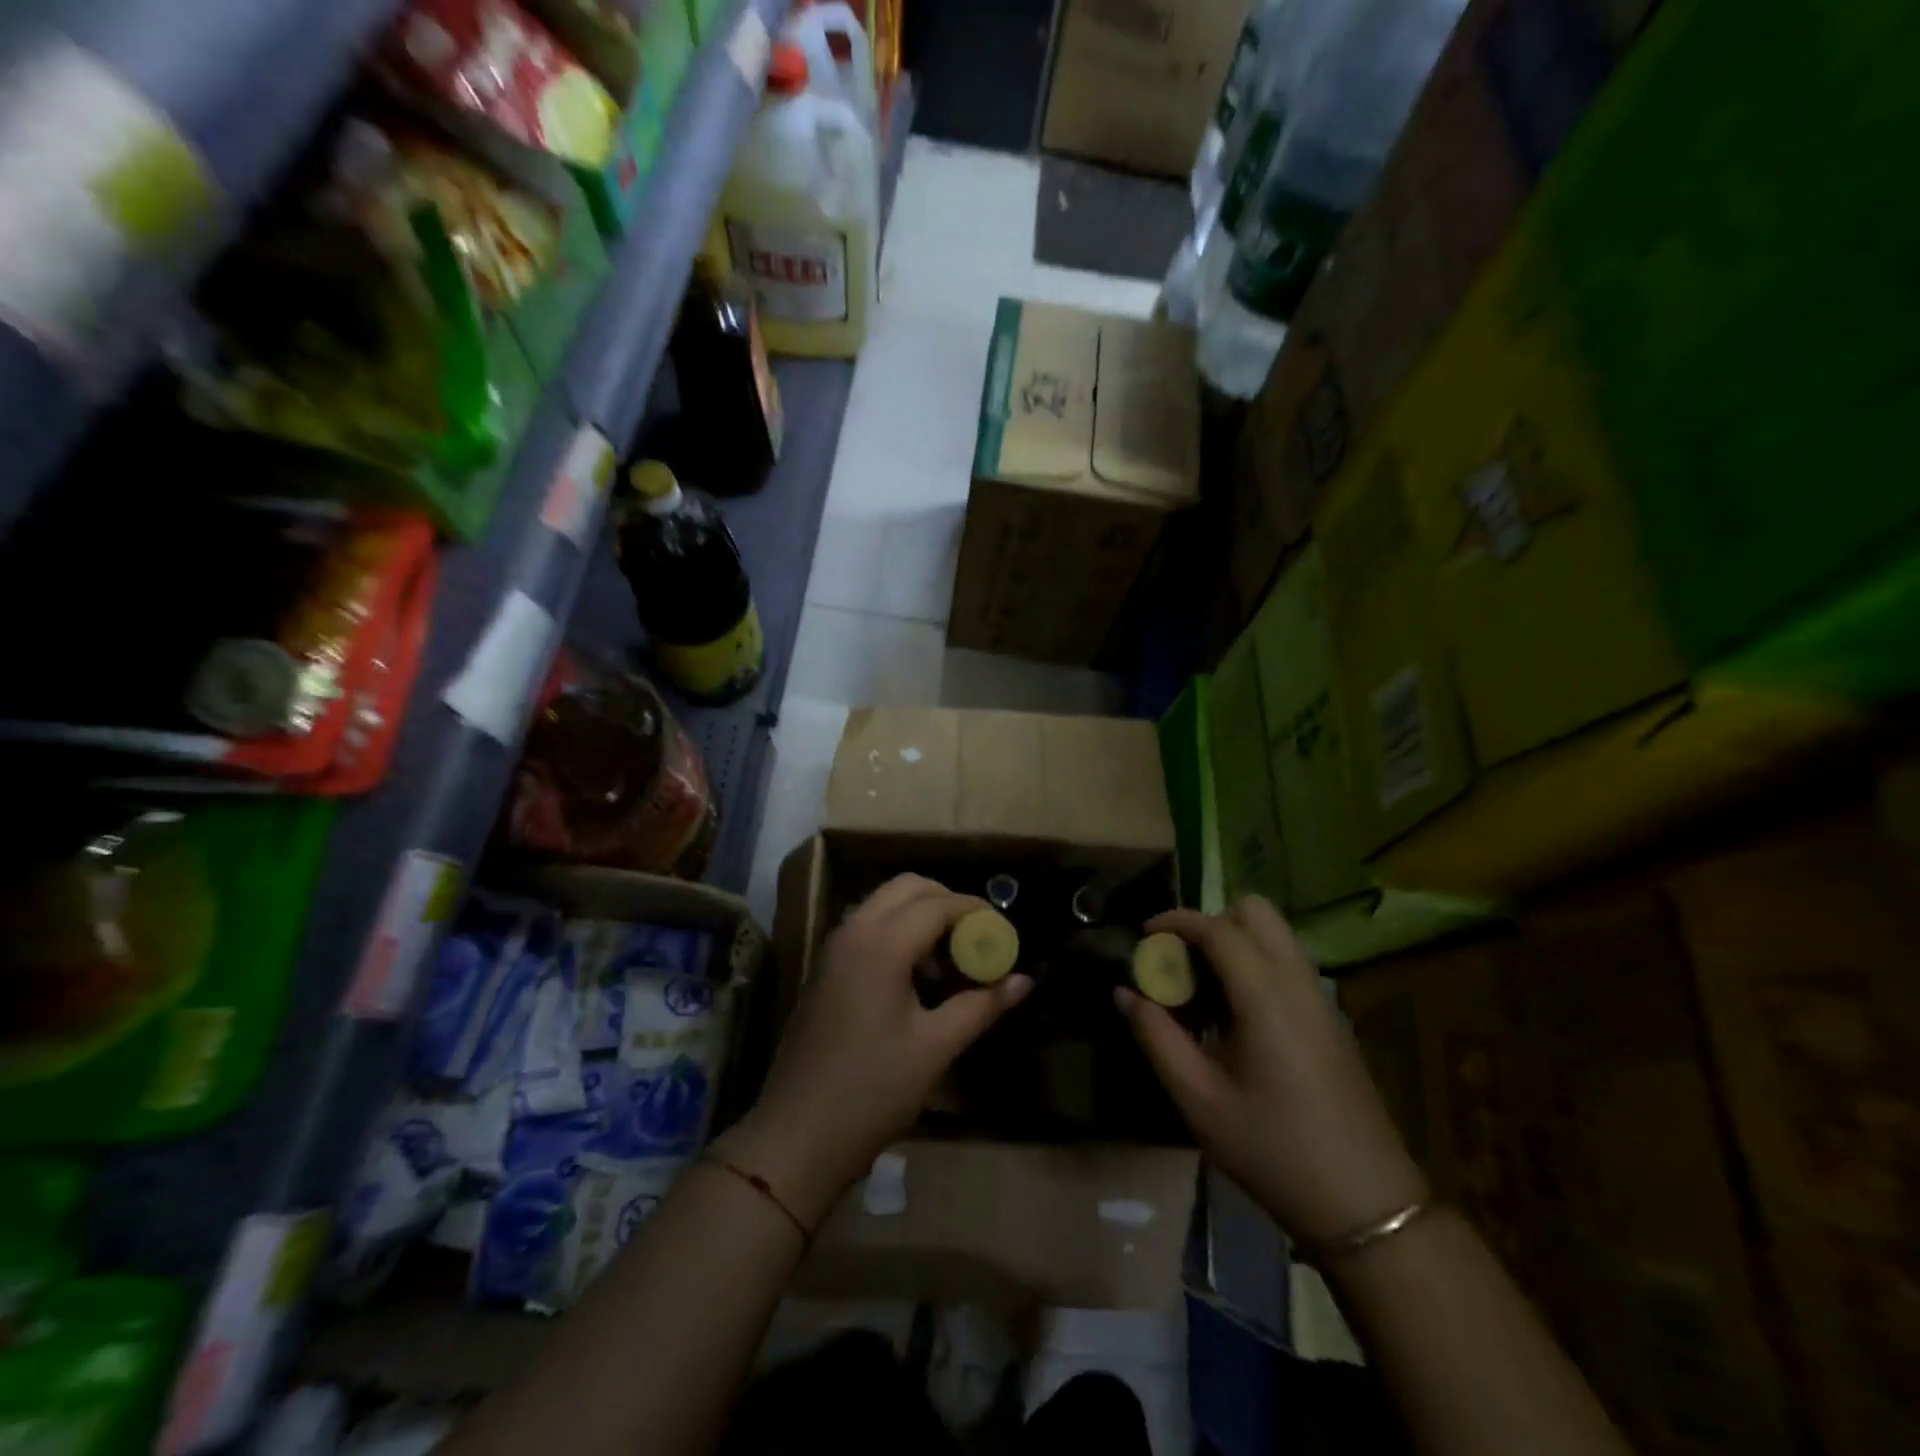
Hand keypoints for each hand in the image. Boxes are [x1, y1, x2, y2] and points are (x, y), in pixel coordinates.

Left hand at [715, 874, 1032, 1227]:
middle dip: (947, 903)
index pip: (938, 904)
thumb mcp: (936, 1047)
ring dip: (921, 916)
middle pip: (907, 888)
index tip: (1004, 933)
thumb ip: (982, 1005)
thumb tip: (1024, 981)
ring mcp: (834, 948)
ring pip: (884, 904)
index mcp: (881, 943)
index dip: (976, 911)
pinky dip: (898, 932)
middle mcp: (854, 931)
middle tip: (976, 939)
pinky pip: (868, 927)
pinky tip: (917, 978)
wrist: (797, 1135)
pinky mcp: (825, 968)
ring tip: (950, 963)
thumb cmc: (873, 1090)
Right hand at [1115, 896, 1426, 1245]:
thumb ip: (1155, 1036)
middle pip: (1255, 912)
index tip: (1143, 936)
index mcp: (1265, 995)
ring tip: (1200, 991)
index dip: (1175, 921)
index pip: (1217, 927)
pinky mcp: (1330, 1020)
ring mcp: (1320, 1000)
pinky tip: (1232, 1018)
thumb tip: (1124, 993)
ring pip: (1274, 936)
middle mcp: (1297, 982)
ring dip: (1233, 943)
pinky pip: (1287, 965)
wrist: (1366, 1206)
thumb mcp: (1198, 1098)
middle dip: (1210, 922)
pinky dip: (1254, 965)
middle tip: (1180, 961)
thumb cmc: (1272, 1149)